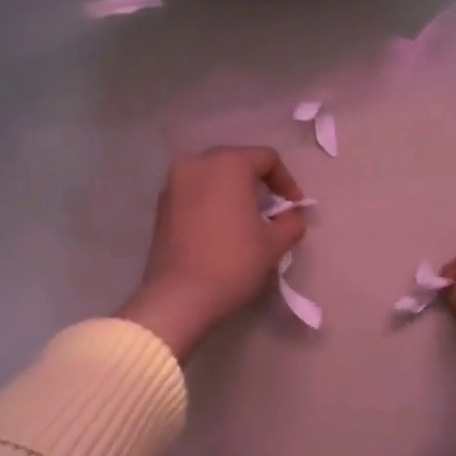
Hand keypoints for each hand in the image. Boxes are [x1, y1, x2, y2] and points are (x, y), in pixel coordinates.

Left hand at [117, 147, 307, 359]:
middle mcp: (197, 164)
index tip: (294, 207)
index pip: (266, 159)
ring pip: (213, 177)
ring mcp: (173, 184)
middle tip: (272, 212)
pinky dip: (211, 203)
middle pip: (237, 162)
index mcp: (228, 164)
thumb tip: (290, 218)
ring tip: (246, 221)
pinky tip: (220, 230)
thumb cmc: (233, 263)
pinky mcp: (161, 206)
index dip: (287, 181)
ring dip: (233, 193)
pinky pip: (195, 194)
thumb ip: (290, 222)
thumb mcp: (274, 244)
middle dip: (258, 184)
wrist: (180, 296)